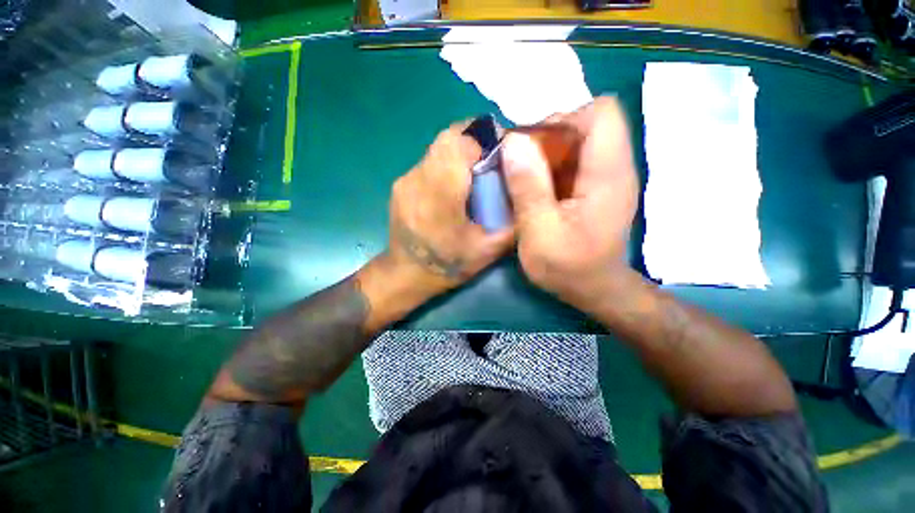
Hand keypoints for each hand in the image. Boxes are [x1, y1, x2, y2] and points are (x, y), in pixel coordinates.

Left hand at [387, 121, 514, 295]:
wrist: (406, 275)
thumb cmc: (448, 265)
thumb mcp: (488, 251)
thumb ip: (512, 223)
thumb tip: (528, 196)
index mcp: (442, 194)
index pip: (461, 142)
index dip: (485, 139)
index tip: (501, 151)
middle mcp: (419, 179)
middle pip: (448, 137)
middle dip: (473, 140)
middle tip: (489, 161)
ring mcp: (405, 180)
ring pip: (437, 148)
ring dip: (459, 152)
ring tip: (472, 175)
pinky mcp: (399, 185)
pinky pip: (427, 162)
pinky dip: (444, 165)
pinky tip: (451, 188)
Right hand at [502, 96, 638, 302]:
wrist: (595, 289)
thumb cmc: (569, 268)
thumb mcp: (540, 232)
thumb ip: (528, 187)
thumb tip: (512, 142)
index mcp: (607, 174)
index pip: (600, 112)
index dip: (563, 119)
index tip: (532, 147)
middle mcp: (614, 167)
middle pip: (585, 124)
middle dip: (547, 138)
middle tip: (520, 167)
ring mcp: (606, 177)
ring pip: (576, 142)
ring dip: (546, 154)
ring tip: (524, 180)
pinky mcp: (596, 188)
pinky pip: (573, 162)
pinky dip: (550, 168)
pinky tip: (536, 191)